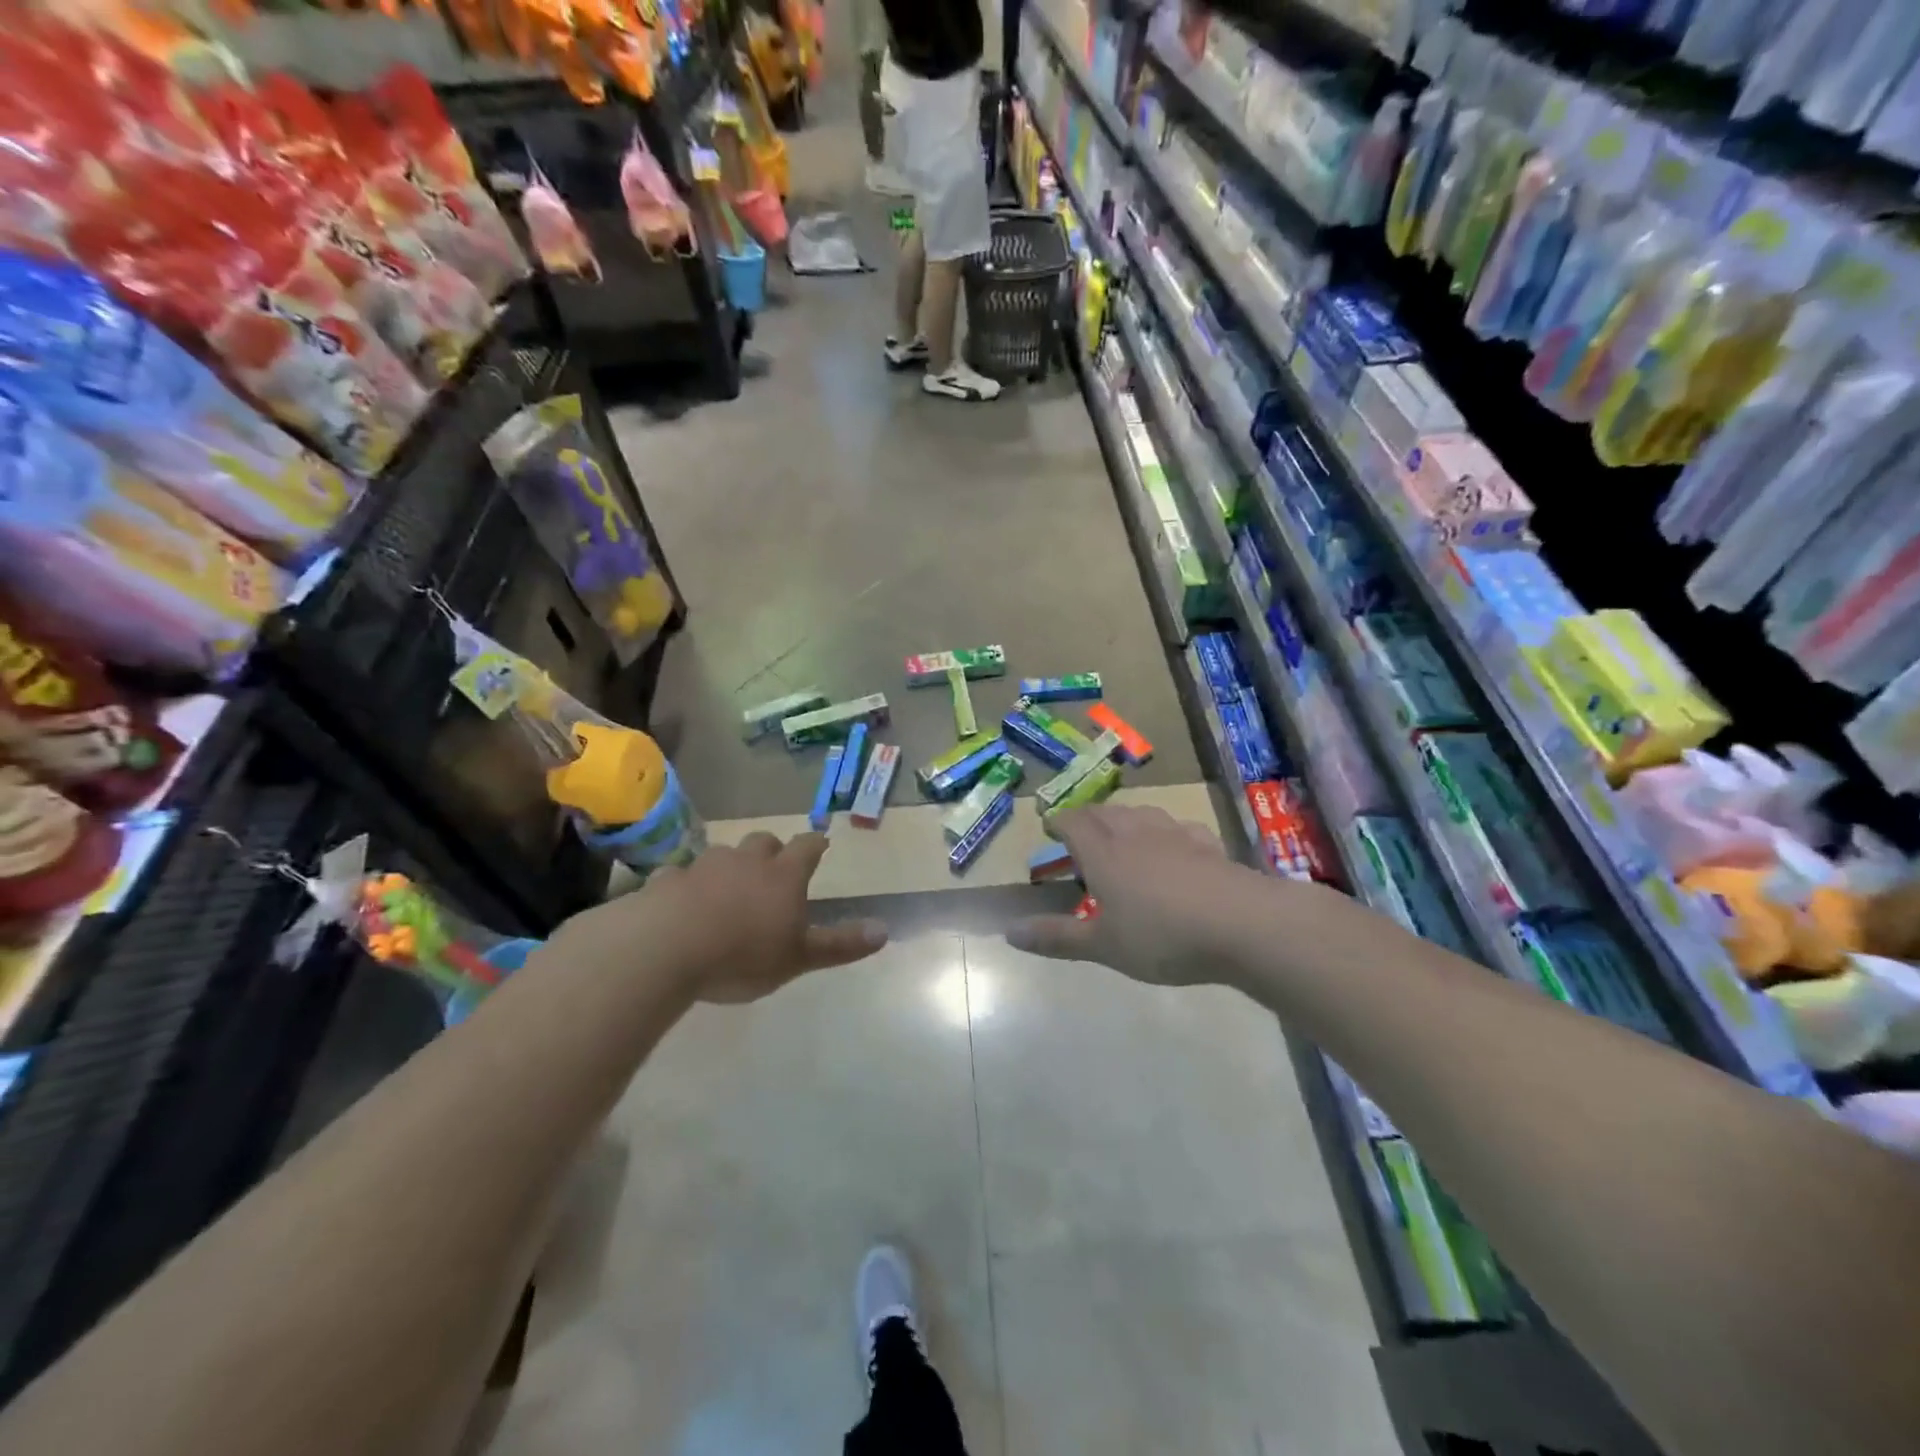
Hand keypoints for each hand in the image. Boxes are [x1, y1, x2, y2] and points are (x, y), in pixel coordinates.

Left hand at [554, 832, 887, 1002]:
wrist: (666, 949)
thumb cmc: (743, 954)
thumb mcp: (799, 958)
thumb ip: (840, 945)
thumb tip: (885, 930)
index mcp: (783, 876)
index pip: (807, 848)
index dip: (815, 845)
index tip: (820, 844)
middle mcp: (745, 862)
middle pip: (763, 842)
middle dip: (771, 850)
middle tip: (773, 868)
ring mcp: (703, 867)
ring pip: (722, 855)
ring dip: (729, 866)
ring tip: (727, 888)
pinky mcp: (666, 881)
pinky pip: (680, 876)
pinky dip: (685, 886)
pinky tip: (681, 903)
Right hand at [1007, 804, 1291, 986]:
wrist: (1242, 924)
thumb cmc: (1162, 936)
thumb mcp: (1103, 946)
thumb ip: (1056, 937)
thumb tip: (1009, 932)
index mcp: (1103, 853)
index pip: (1073, 822)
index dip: (1058, 822)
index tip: (1049, 829)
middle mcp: (1135, 833)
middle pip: (1105, 812)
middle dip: (1087, 819)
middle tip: (1080, 835)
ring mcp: (1174, 834)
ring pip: (1140, 813)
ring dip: (1124, 819)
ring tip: (1121, 835)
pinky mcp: (1207, 844)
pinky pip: (1177, 827)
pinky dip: (1164, 832)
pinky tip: (1173, 846)